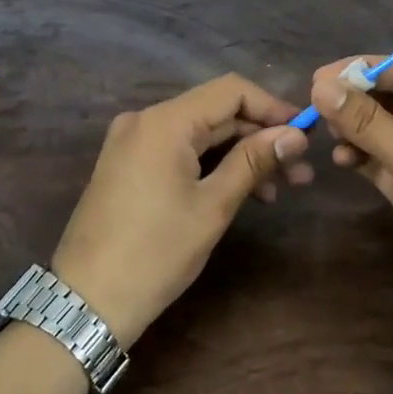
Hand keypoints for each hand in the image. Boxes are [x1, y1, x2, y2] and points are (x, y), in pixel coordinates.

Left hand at [52, 73, 312, 344]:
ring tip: (281, 188)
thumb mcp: (213, 205)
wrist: (86, 302)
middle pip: (216, 113)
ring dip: (240, 154)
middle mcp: (145, 120)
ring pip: (201, 134)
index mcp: (164, 121)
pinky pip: (180, 151)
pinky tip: (243, 191)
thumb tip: (297, 134)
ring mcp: (133, 142)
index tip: (306, 133)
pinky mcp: (129, 165)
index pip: (231, 91)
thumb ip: (254, 160)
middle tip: (300, 170)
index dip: (272, 107)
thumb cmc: (155, 252)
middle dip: (260, 137)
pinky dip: (212, 165)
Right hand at [311, 57, 392, 328]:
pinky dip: (361, 157)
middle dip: (355, 102)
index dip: (361, 71)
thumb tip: (321, 86)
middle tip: (313, 106)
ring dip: (355, 130)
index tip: (317, 77)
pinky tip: (341, 160)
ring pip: (383, 132)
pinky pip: (381, 162)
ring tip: (327, 135)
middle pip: (391, 101)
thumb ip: (367, 121)